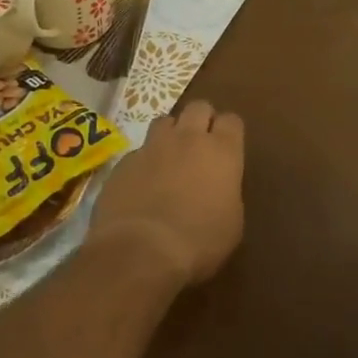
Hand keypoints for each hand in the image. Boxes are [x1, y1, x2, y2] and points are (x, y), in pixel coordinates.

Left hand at [86, 100, 244, 288]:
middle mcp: (189, 138)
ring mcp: (153, 146)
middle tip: (200, 144)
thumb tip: (219, 188)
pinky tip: (142, 183)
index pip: (232, 121)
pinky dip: (144, 160)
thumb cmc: (198, 242)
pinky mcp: (125, 161)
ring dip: (171, 133)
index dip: (229, 132)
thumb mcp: (232, 224)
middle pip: (198, 107)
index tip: (228, 148)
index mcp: (222, 152)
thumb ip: (228, 194)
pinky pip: (139, 150)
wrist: (140, 250)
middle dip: (201, 120)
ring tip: (169, 156)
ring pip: (165, 121)